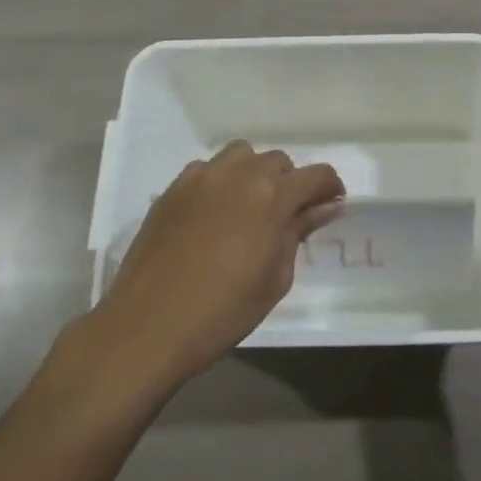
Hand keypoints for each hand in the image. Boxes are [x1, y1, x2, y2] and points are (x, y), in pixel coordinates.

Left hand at [94, 142, 344, 385]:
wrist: (150, 324)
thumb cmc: (224, 310)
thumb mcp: (275, 278)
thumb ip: (298, 233)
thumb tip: (323, 208)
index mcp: (272, 196)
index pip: (316, 175)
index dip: (330, 188)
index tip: (331, 205)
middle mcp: (239, 174)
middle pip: (278, 161)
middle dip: (290, 183)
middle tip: (286, 216)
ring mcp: (201, 177)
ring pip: (241, 156)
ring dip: (253, 174)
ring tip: (249, 207)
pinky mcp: (173, 188)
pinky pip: (206, 170)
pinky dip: (219, 182)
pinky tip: (213, 214)